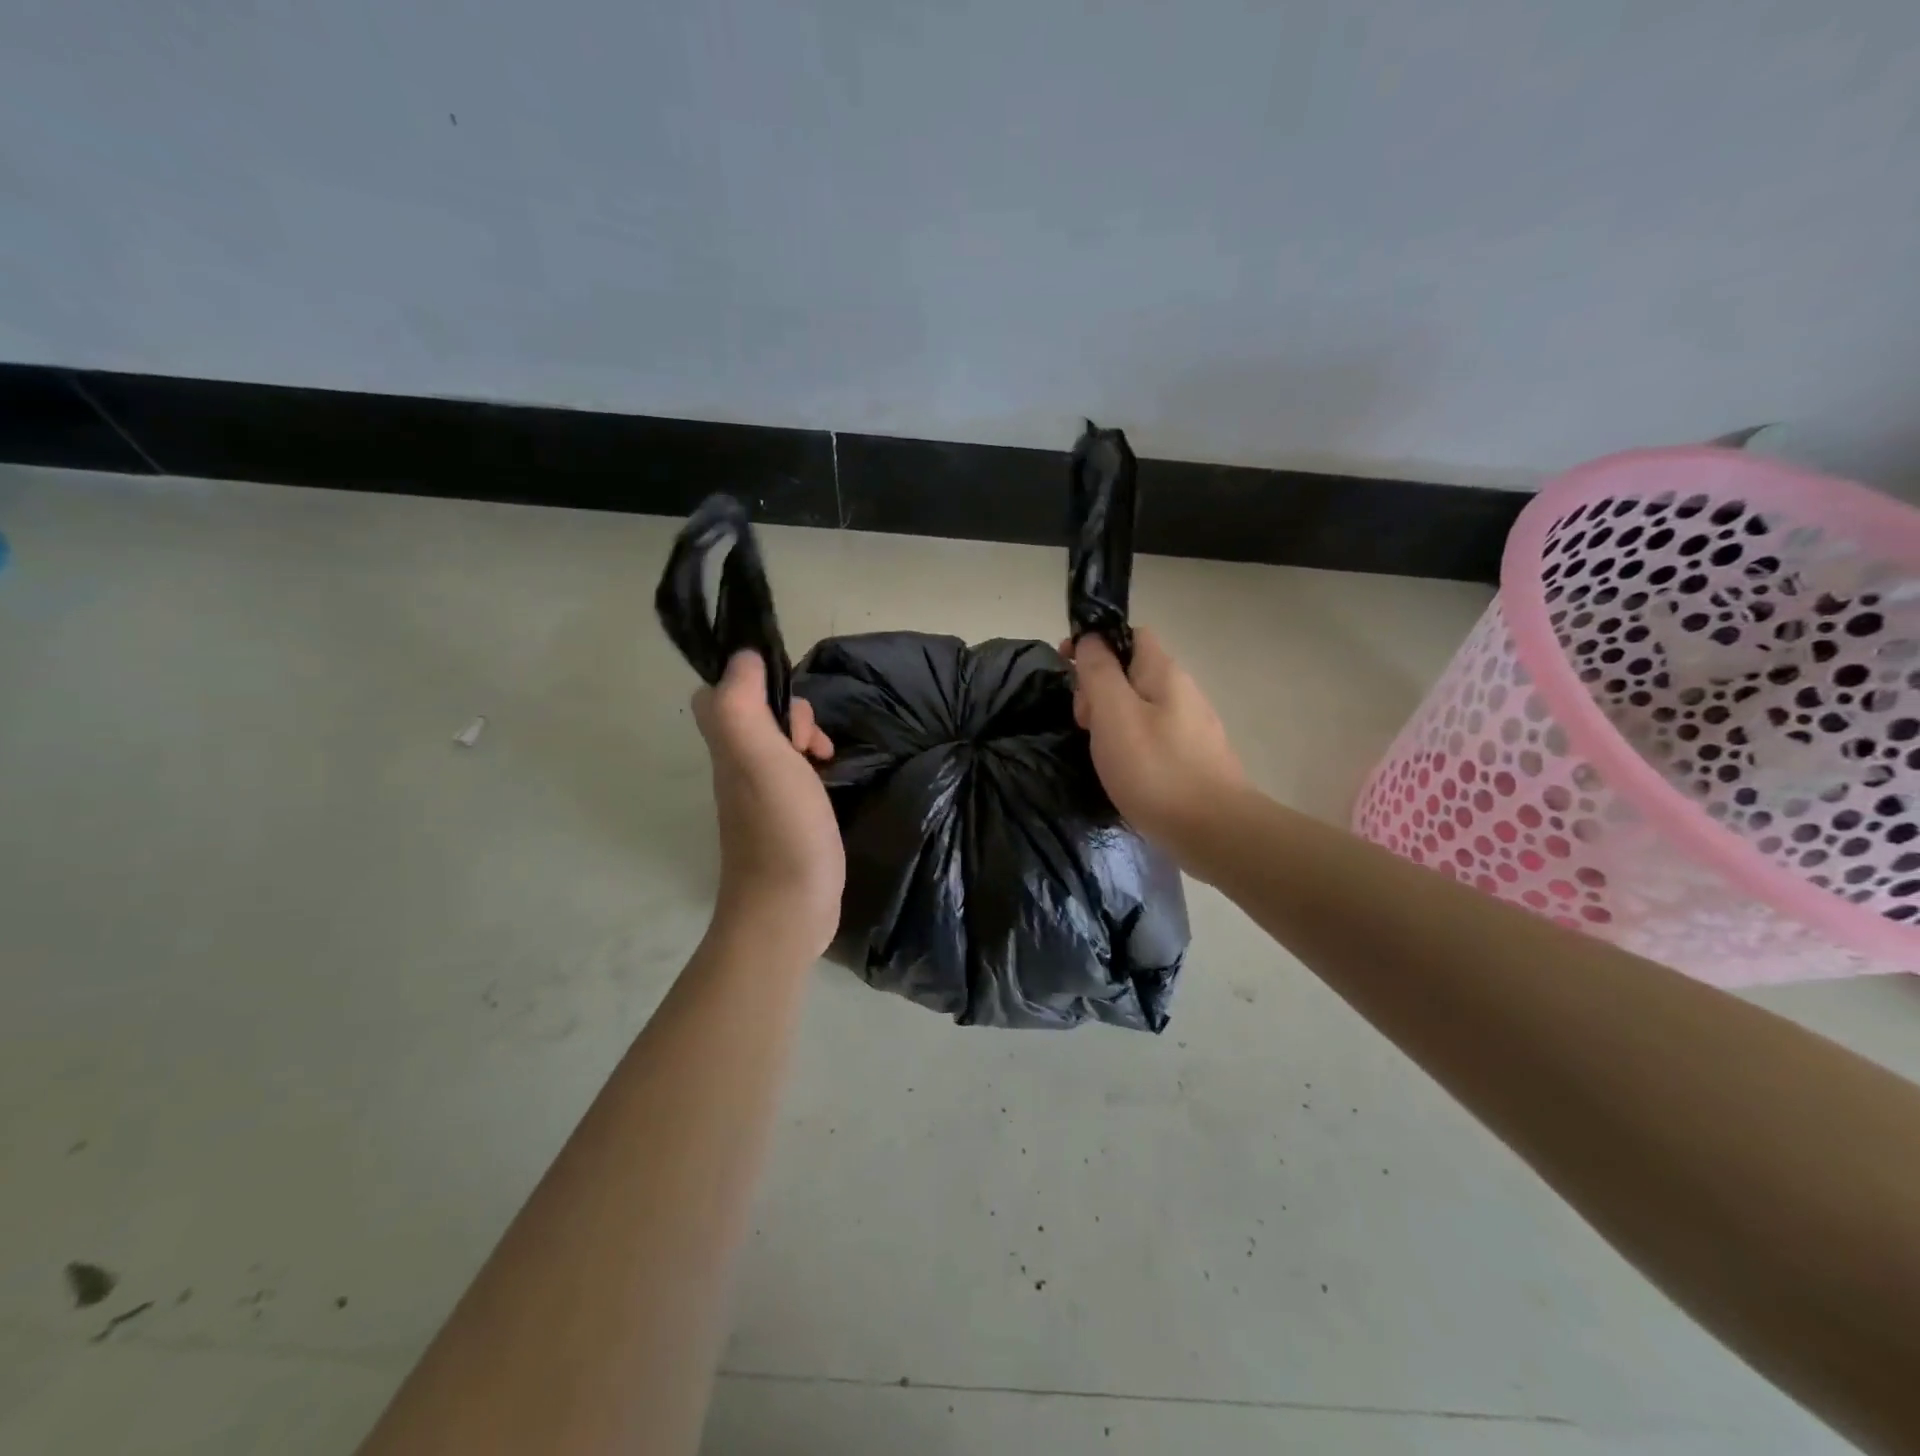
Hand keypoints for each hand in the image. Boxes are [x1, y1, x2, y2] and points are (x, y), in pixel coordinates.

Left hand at [692, 652, 844, 957]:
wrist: (788, 911)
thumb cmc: (782, 831)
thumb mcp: (761, 759)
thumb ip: (743, 705)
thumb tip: (742, 656)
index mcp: (729, 749)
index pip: (721, 694)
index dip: (752, 682)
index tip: (787, 697)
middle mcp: (737, 767)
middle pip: (753, 716)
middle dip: (789, 712)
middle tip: (813, 740)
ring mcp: (759, 797)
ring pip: (776, 744)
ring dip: (805, 739)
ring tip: (828, 759)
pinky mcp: (783, 818)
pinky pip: (793, 773)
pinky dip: (813, 767)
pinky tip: (831, 780)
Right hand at [1061, 626, 1245, 852]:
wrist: (1214, 831)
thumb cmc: (1156, 769)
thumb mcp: (1115, 714)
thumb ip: (1099, 673)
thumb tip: (1091, 639)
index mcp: (1164, 673)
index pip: (1130, 635)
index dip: (1096, 643)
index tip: (1067, 667)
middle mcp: (1183, 692)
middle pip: (1131, 672)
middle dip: (1098, 689)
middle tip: (1083, 723)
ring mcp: (1192, 727)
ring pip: (1140, 707)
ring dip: (1110, 720)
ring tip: (1098, 752)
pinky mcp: (1193, 758)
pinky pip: (1152, 736)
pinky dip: (1129, 744)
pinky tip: (1122, 770)